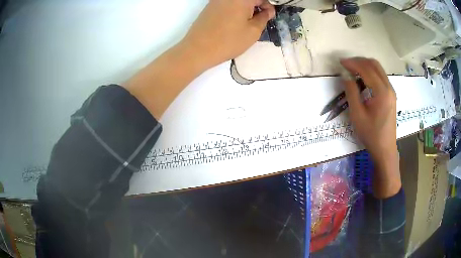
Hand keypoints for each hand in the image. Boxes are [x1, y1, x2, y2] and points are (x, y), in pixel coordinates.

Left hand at [182, 0, 275, 67]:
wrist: (197, 50)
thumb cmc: (228, 41)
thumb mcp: (253, 31)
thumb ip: (264, 17)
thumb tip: (268, 11)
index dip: (269, 5)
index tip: (269, 16)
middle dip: (258, 5)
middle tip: (260, 19)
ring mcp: (217, 0)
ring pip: (238, 1)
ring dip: (247, 8)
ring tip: (248, 22)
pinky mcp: (210, 6)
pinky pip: (228, 3)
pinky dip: (236, 9)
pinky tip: (235, 21)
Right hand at [341, 57, 400, 197]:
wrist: (385, 149)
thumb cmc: (371, 135)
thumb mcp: (357, 115)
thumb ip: (351, 92)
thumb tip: (346, 76)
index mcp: (382, 92)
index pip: (366, 69)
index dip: (353, 63)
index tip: (340, 63)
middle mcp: (389, 87)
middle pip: (374, 64)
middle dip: (359, 61)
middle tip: (346, 65)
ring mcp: (391, 91)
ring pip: (378, 69)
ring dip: (365, 66)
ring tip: (353, 70)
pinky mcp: (391, 95)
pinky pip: (380, 76)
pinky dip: (370, 72)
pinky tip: (363, 79)